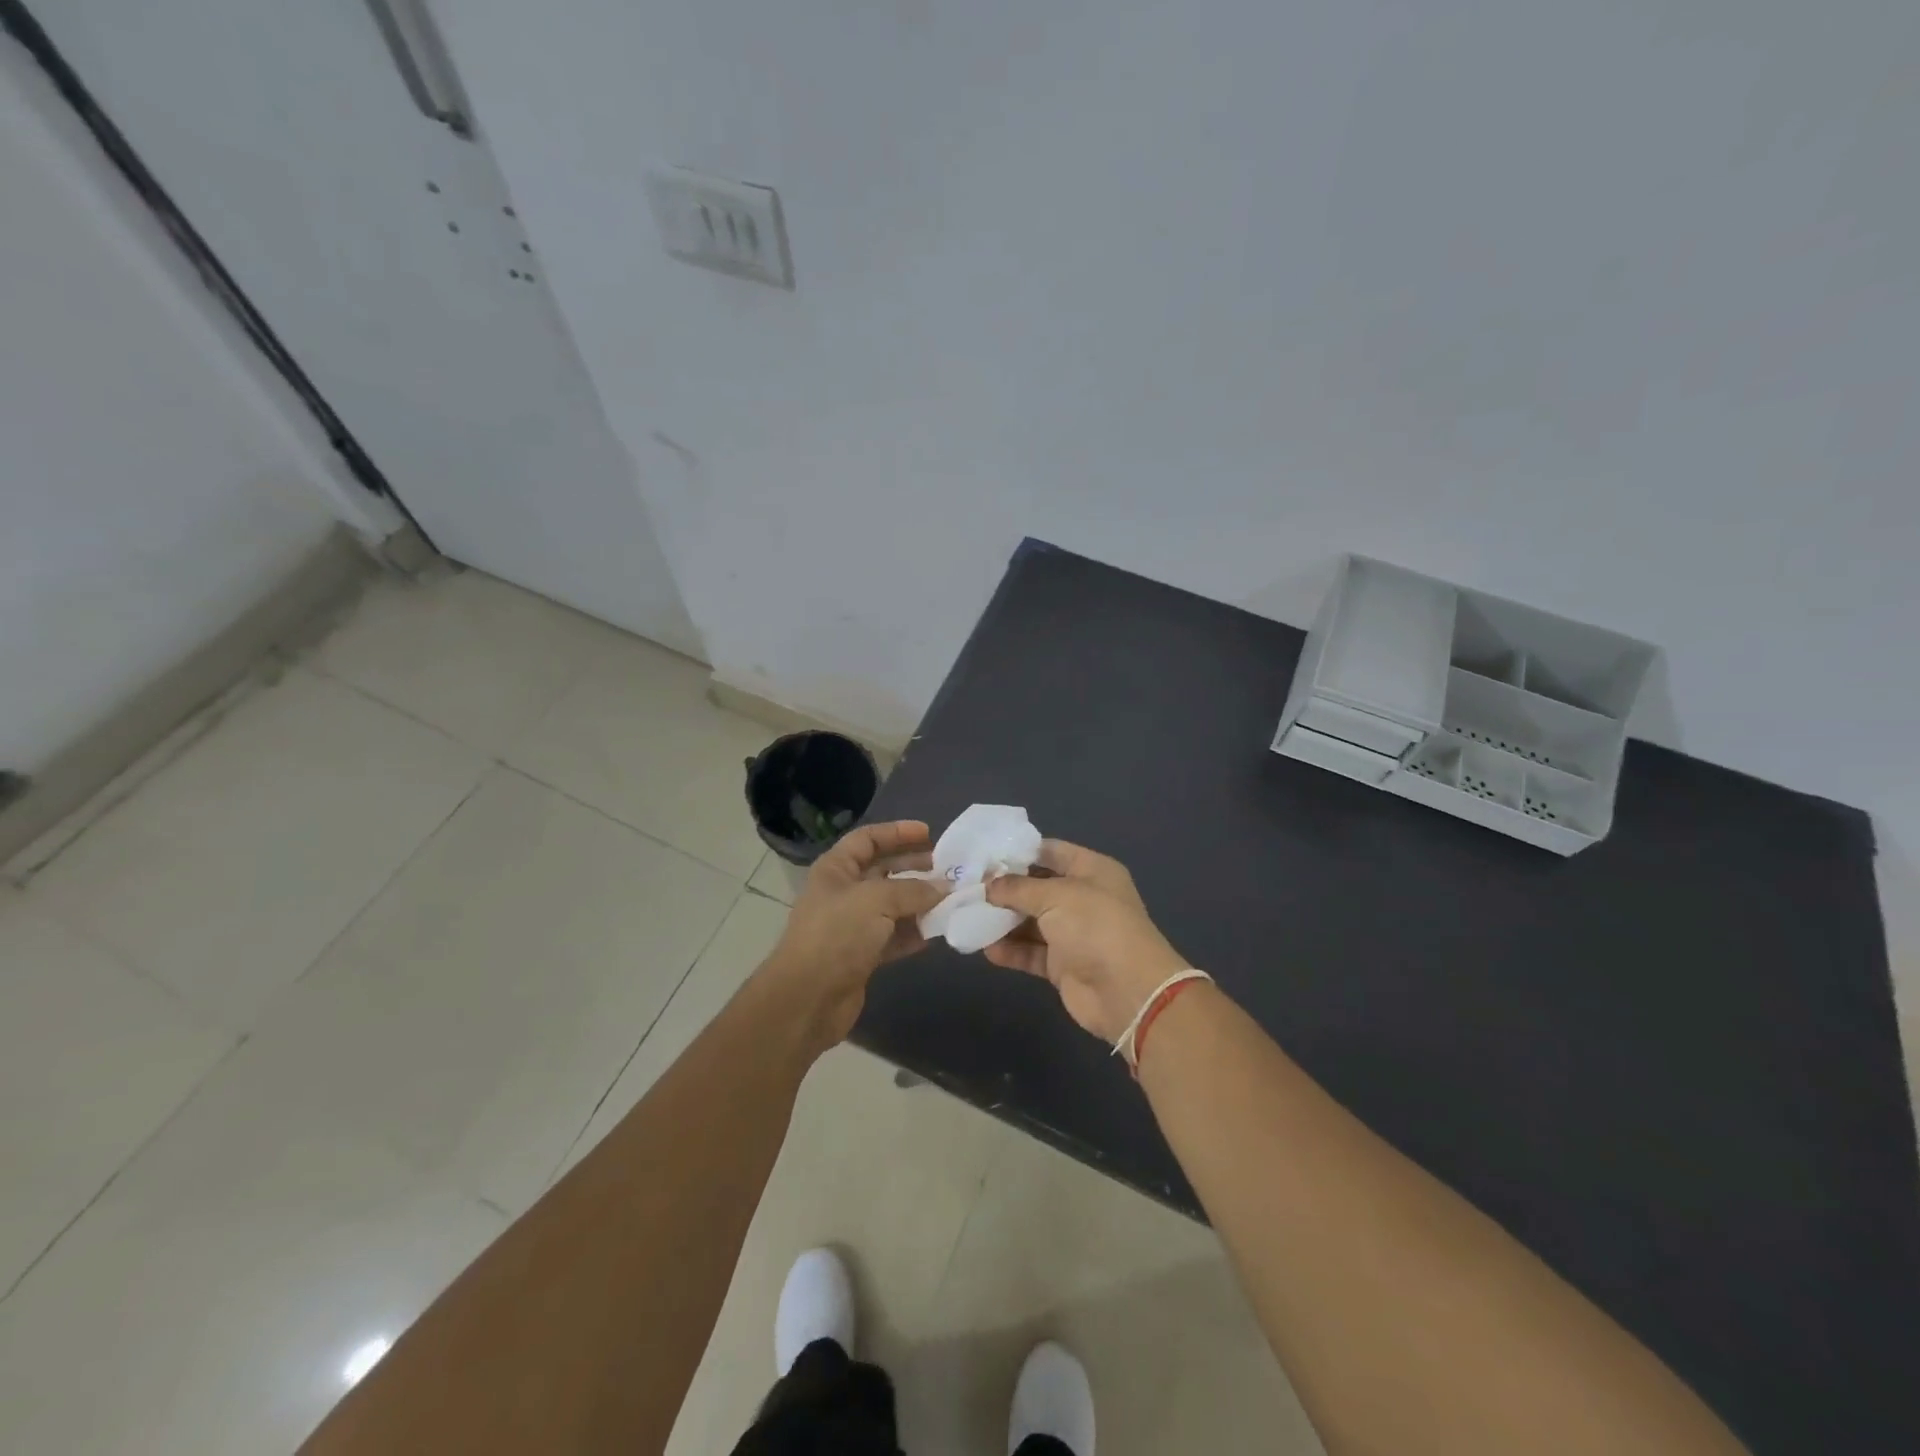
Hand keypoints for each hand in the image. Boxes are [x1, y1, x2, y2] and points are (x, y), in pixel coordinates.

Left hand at [760, 820, 943, 1044]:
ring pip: (892, 905)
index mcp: (836, 869)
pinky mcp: (862, 955)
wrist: (807, 999)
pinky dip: (914, 933)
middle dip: (915, 868)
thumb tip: (944, 889)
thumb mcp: (876, 901)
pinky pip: (894, 936)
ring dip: (920, 902)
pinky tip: (938, 932)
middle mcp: (843, 893)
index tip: (929, 833)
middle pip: (883, 871)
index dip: (897, 832)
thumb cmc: (837, 935)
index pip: (867, 839)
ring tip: (951, 900)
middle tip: (948, 870)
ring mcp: (852, 925)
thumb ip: (913, 890)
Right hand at [984, 840, 1190, 1043]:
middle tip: (967, 887)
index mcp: (1091, 870)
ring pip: (1031, 921)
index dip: (1019, 852)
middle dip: (1004, 888)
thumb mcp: (1055, 896)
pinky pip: (1031, 952)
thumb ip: (1018, 888)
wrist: (1127, 992)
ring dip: (1003, 921)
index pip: (1051, 851)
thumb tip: (988, 885)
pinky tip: (985, 949)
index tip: (983, 855)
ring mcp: (1073, 933)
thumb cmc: (1095, 927)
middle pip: (1037, 887)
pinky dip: (1010, 950)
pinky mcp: (1062, 965)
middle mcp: (1083, 898)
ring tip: (968, 916)